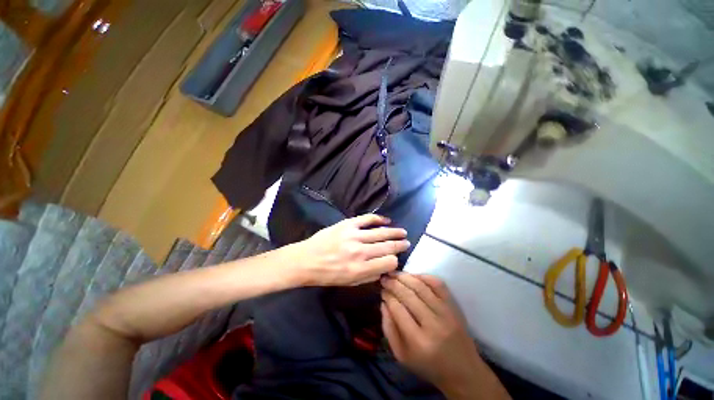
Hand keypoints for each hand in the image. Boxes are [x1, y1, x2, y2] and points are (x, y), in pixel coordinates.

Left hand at [287, 214, 409, 286]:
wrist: (306, 260)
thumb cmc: (327, 274)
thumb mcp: (349, 283)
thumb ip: (369, 276)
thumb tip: (385, 268)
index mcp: (360, 269)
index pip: (388, 262)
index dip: (394, 261)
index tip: (394, 259)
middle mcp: (360, 252)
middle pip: (387, 246)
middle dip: (400, 245)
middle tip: (407, 242)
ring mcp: (354, 236)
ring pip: (381, 232)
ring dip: (394, 232)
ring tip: (403, 232)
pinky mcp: (347, 224)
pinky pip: (367, 219)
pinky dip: (379, 219)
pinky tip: (386, 220)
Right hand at [381, 274, 509, 399]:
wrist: (463, 371)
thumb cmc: (428, 366)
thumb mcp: (402, 356)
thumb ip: (389, 329)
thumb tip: (383, 303)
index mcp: (418, 342)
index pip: (398, 309)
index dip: (387, 296)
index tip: (382, 290)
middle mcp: (433, 325)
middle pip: (408, 295)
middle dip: (393, 283)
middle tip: (384, 278)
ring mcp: (446, 313)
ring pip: (421, 287)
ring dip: (405, 277)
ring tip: (394, 274)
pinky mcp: (454, 307)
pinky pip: (438, 284)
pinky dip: (424, 276)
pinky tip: (413, 276)